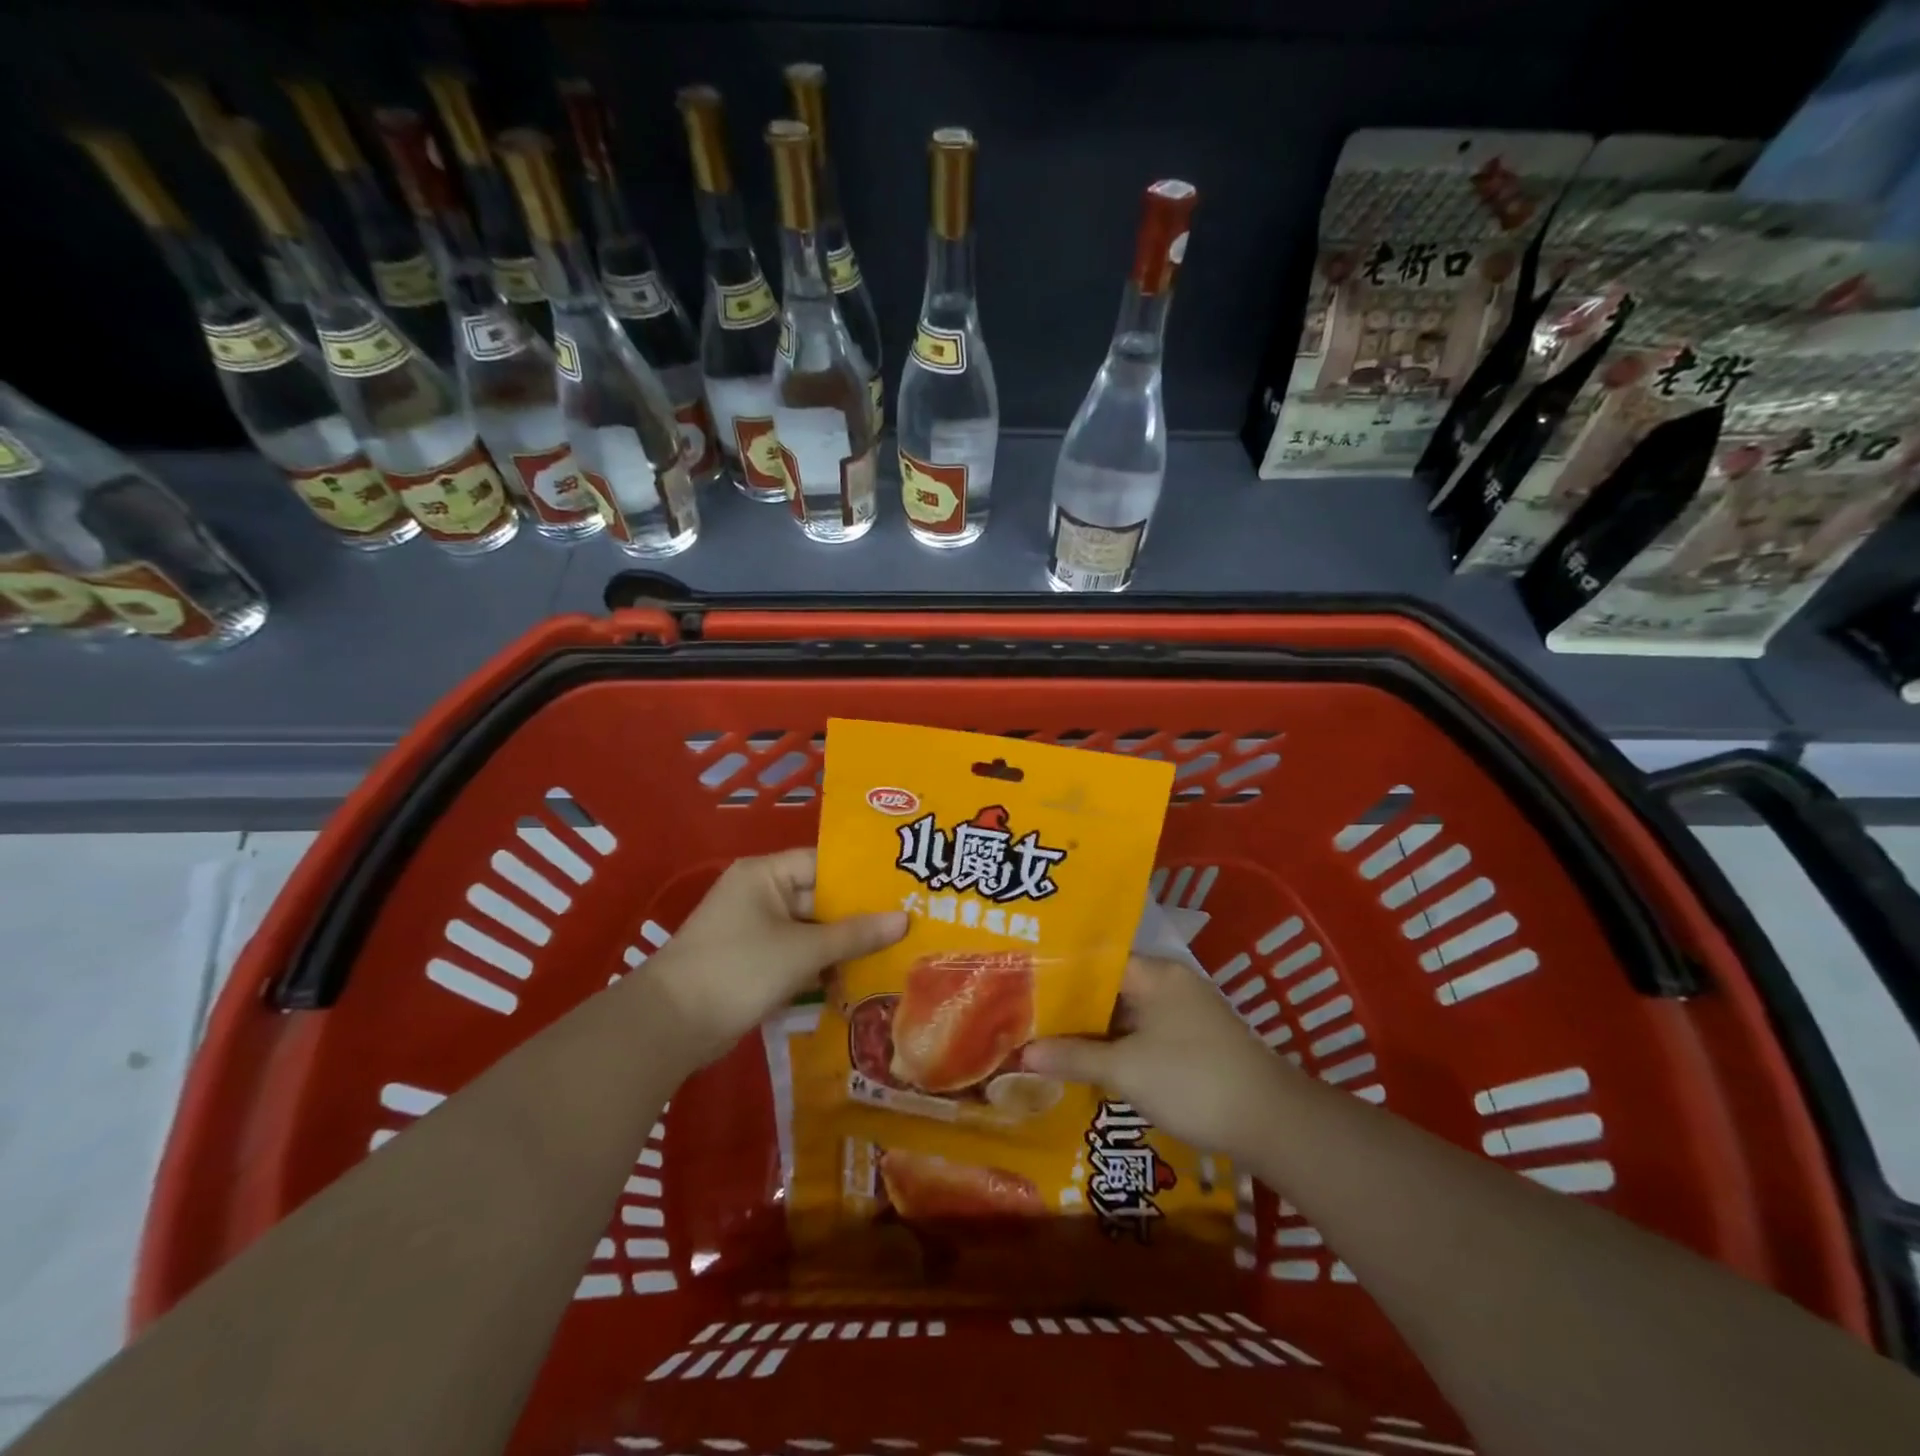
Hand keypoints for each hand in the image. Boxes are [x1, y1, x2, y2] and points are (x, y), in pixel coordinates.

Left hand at [639, 849, 906, 1066]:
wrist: (670, 1026)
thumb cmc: (738, 969)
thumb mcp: (803, 950)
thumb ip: (855, 934)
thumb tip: (904, 920)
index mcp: (765, 874)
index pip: (824, 862)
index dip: (862, 875)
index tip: (902, 886)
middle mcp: (760, 894)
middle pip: (819, 897)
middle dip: (858, 915)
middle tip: (908, 922)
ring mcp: (755, 930)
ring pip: (811, 930)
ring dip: (843, 944)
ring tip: (894, 951)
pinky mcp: (753, 963)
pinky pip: (797, 954)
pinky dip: (822, 965)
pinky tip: (858, 978)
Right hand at [1025, 954, 1292, 1155]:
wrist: (1272, 1122)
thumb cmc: (1191, 1081)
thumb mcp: (1126, 1070)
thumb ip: (1073, 1057)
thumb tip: (1023, 1054)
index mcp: (1156, 973)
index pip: (1096, 960)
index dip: (1060, 974)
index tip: (1025, 988)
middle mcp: (1171, 983)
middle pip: (1110, 987)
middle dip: (1073, 1006)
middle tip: (1030, 1018)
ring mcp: (1186, 1012)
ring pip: (1128, 1013)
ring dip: (1096, 1030)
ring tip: (1050, 1041)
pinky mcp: (1196, 1041)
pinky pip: (1145, 1033)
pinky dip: (1120, 1045)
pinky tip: (1092, 1064)